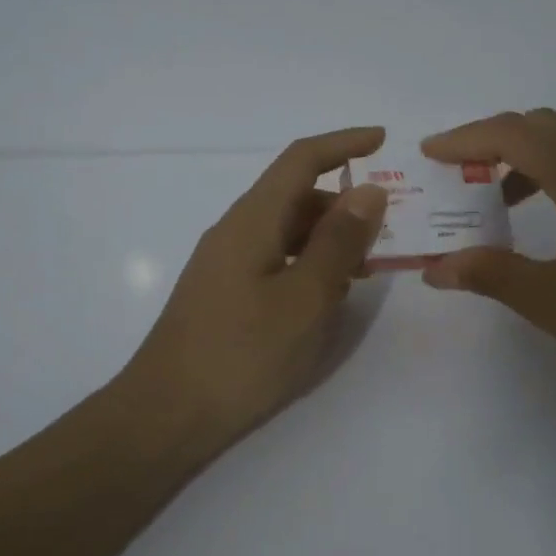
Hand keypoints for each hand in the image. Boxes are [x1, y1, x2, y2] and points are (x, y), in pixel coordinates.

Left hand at [116, 128, 389, 448]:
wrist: (166, 414)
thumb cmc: (242, 354)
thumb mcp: (305, 298)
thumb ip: (339, 242)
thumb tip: (368, 190)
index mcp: (253, 219)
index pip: (301, 159)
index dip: (344, 143)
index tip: (383, 141)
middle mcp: (236, 230)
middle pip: (296, 195)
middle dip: (344, 202)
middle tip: (389, 228)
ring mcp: (226, 263)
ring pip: (287, 230)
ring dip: (329, 237)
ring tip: (368, 267)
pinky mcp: (224, 293)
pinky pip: (275, 259)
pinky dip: (308, 263)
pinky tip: (328, 295)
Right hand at [421, 109, 555, 408]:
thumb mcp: (552, 301)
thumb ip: (489, 274)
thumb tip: (435, 270)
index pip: (514, 134)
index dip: (467, 138)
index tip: (431, 152)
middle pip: (546, 127)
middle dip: (497, 143)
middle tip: (462, 172)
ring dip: (536, 158)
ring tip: (506, 198)